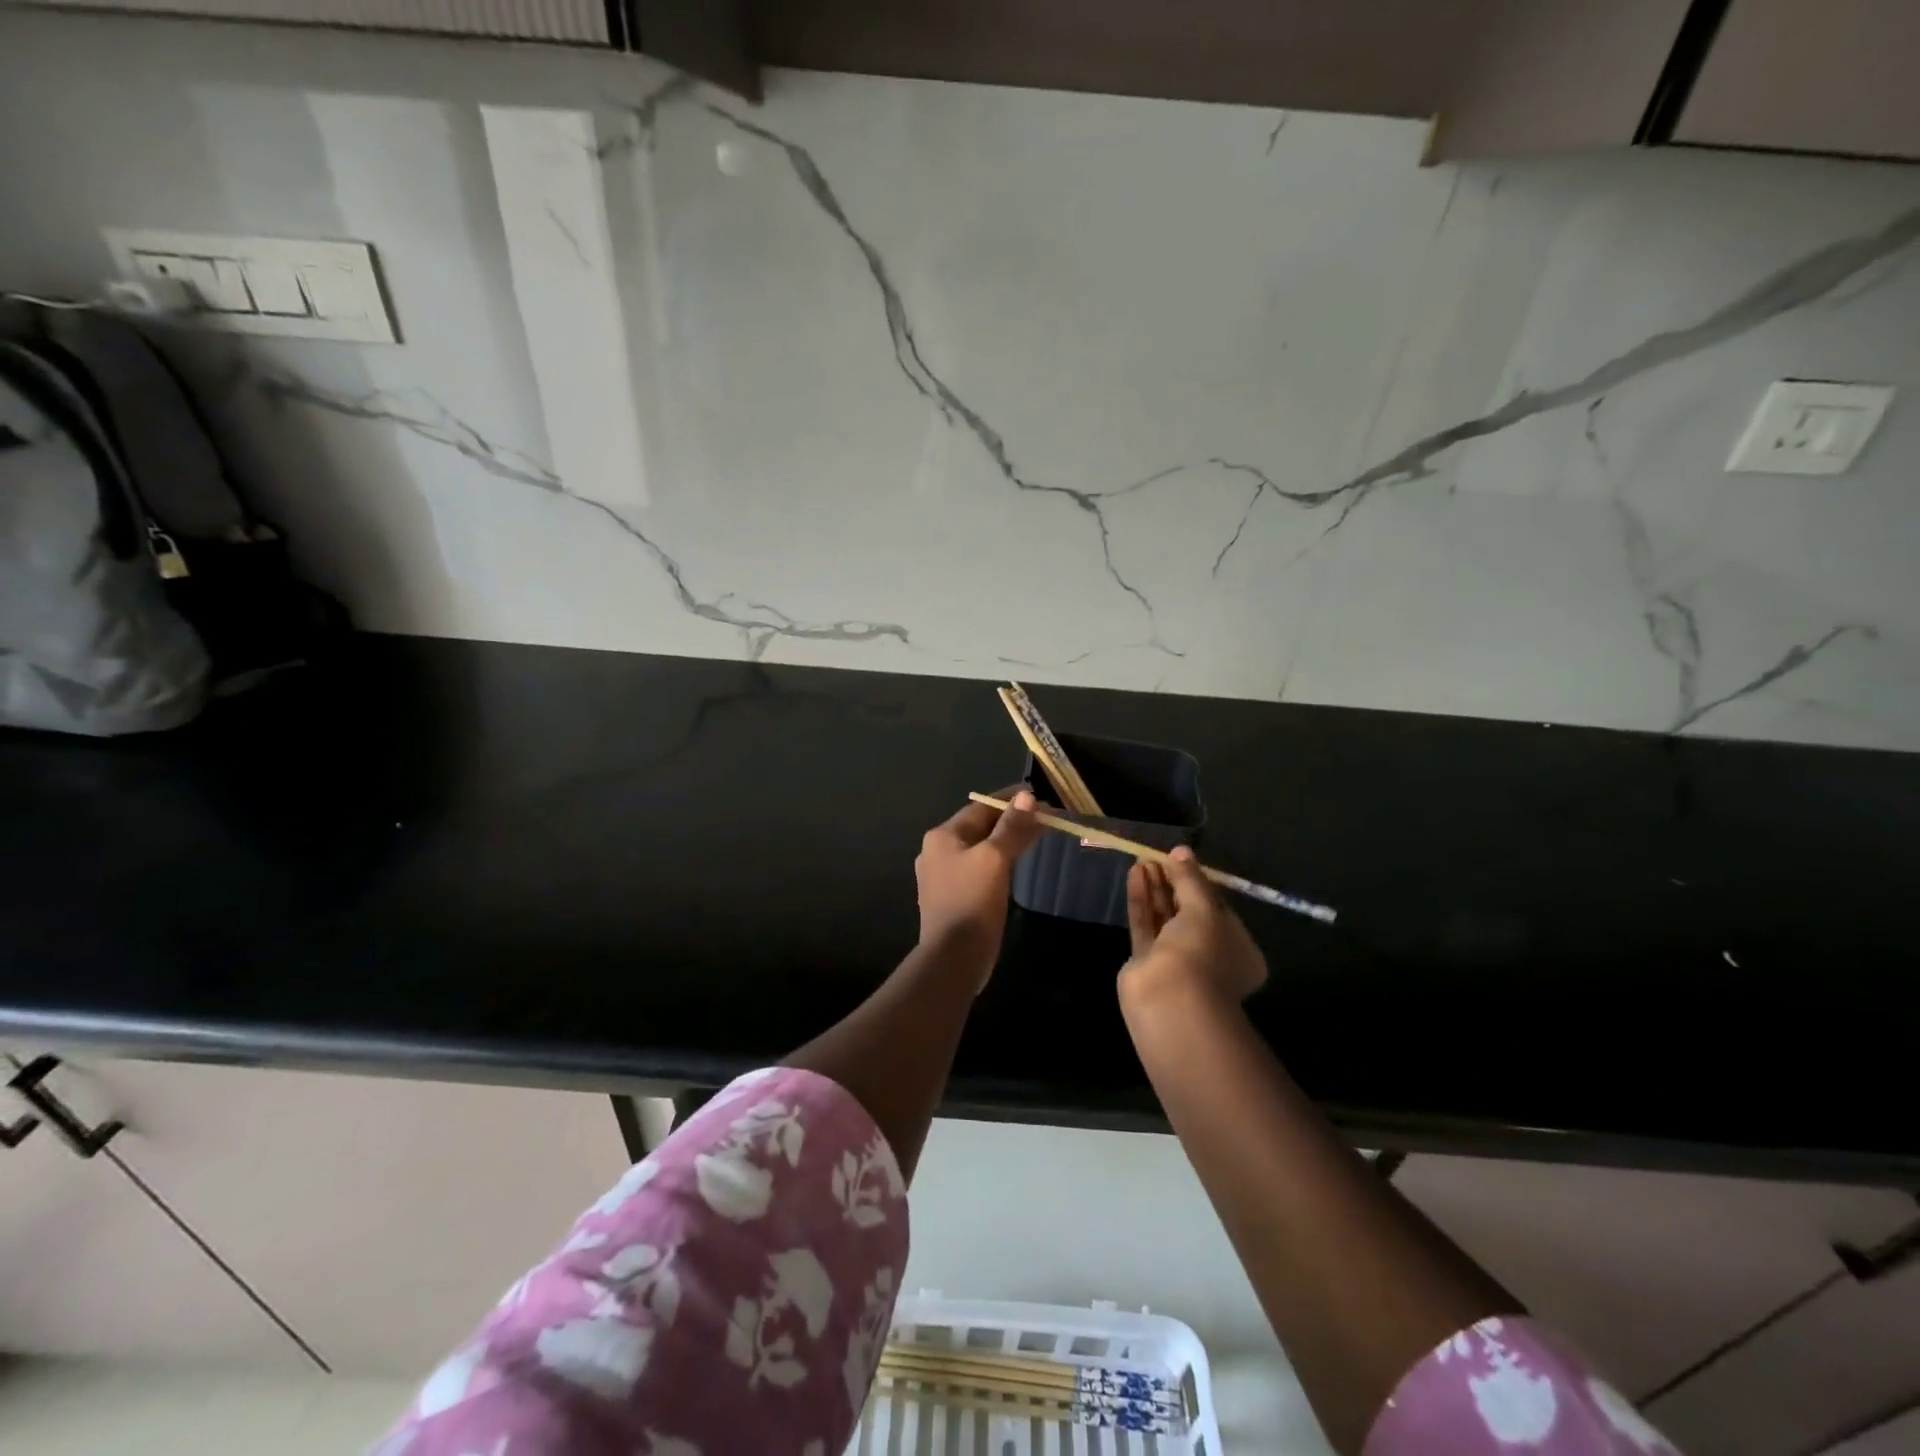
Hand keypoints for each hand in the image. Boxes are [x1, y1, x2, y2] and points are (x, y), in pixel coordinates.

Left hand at [915, 791, 1040, 981]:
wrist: (953, 958)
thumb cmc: (972, 901)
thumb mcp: (995, 859)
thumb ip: (1012, 828)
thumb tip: (1027, 797)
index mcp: (942, 836)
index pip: (980, 807)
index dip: (1009, 800)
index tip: (1037, 795)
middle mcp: (937, 851)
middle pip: (980, 827)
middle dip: (1010, 821)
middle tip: (1043, 818)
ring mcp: (942, 876)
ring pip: (980, 849)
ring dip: (1006, 841)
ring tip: (1035, 837)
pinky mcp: (953, 897)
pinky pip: (979, 869)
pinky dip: (998, 862)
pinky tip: (1014, 866)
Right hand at [1119, 847, 1267, 1007]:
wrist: (1170, 1000)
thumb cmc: (1202, 952)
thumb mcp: (1204, 908)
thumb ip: (1191, 879)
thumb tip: (1181, 851)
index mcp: (1238, 948)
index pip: (1218, 908)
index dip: (1199, 882)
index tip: (1181, 859)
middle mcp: (1209, 955)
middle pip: (1188, 911)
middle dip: (1173, 882)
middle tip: (1157, 856)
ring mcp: (1176, 961)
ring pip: (1164, 917)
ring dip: (1155, 888)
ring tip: (1143, 860)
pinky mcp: (1146, 962)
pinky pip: (1145, 924)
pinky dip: (1141, 900)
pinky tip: (1135, 874)